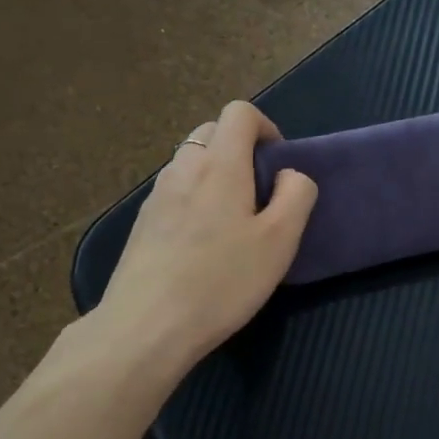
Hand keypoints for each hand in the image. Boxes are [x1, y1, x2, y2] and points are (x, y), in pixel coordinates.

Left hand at [98, 100, 316, 365]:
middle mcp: (183, 168)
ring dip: (216, 175)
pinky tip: (202, 244)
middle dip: (240, 148)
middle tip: (260, 192)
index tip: (278, 162)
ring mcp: (156, 195)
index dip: (265, 127)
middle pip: (211, 132)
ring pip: (190, 162)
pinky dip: (194, 199)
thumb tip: (289, 174)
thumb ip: (296, 195)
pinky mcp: (142, 223)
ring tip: (233, 222)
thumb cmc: (222, 281)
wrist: (147, 326)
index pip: (239, 112)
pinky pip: (174, 191)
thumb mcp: (280, 241)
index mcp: (220, 164)